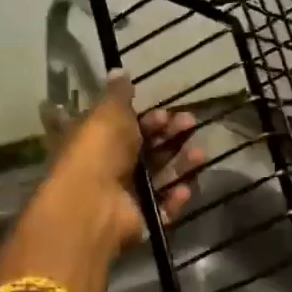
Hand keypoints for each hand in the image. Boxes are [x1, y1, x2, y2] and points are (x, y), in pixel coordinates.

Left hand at [33, 71, 206, 258]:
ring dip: (181, 164)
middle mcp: (109, 166)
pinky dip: (175, 198)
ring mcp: (124, 195)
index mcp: (96, 139)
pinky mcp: (139, 220)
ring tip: (200, 154)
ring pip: (160, 177)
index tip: (166, 113)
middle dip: (171, 136)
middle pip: (147, 150)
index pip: (126, 126)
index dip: (148, 119)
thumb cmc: (98, 150)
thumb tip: (119, 71)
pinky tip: (184, 188)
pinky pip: (163, 207)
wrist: (91, 204)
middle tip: (190, 124)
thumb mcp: (107, 112)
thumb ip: (118, 94)